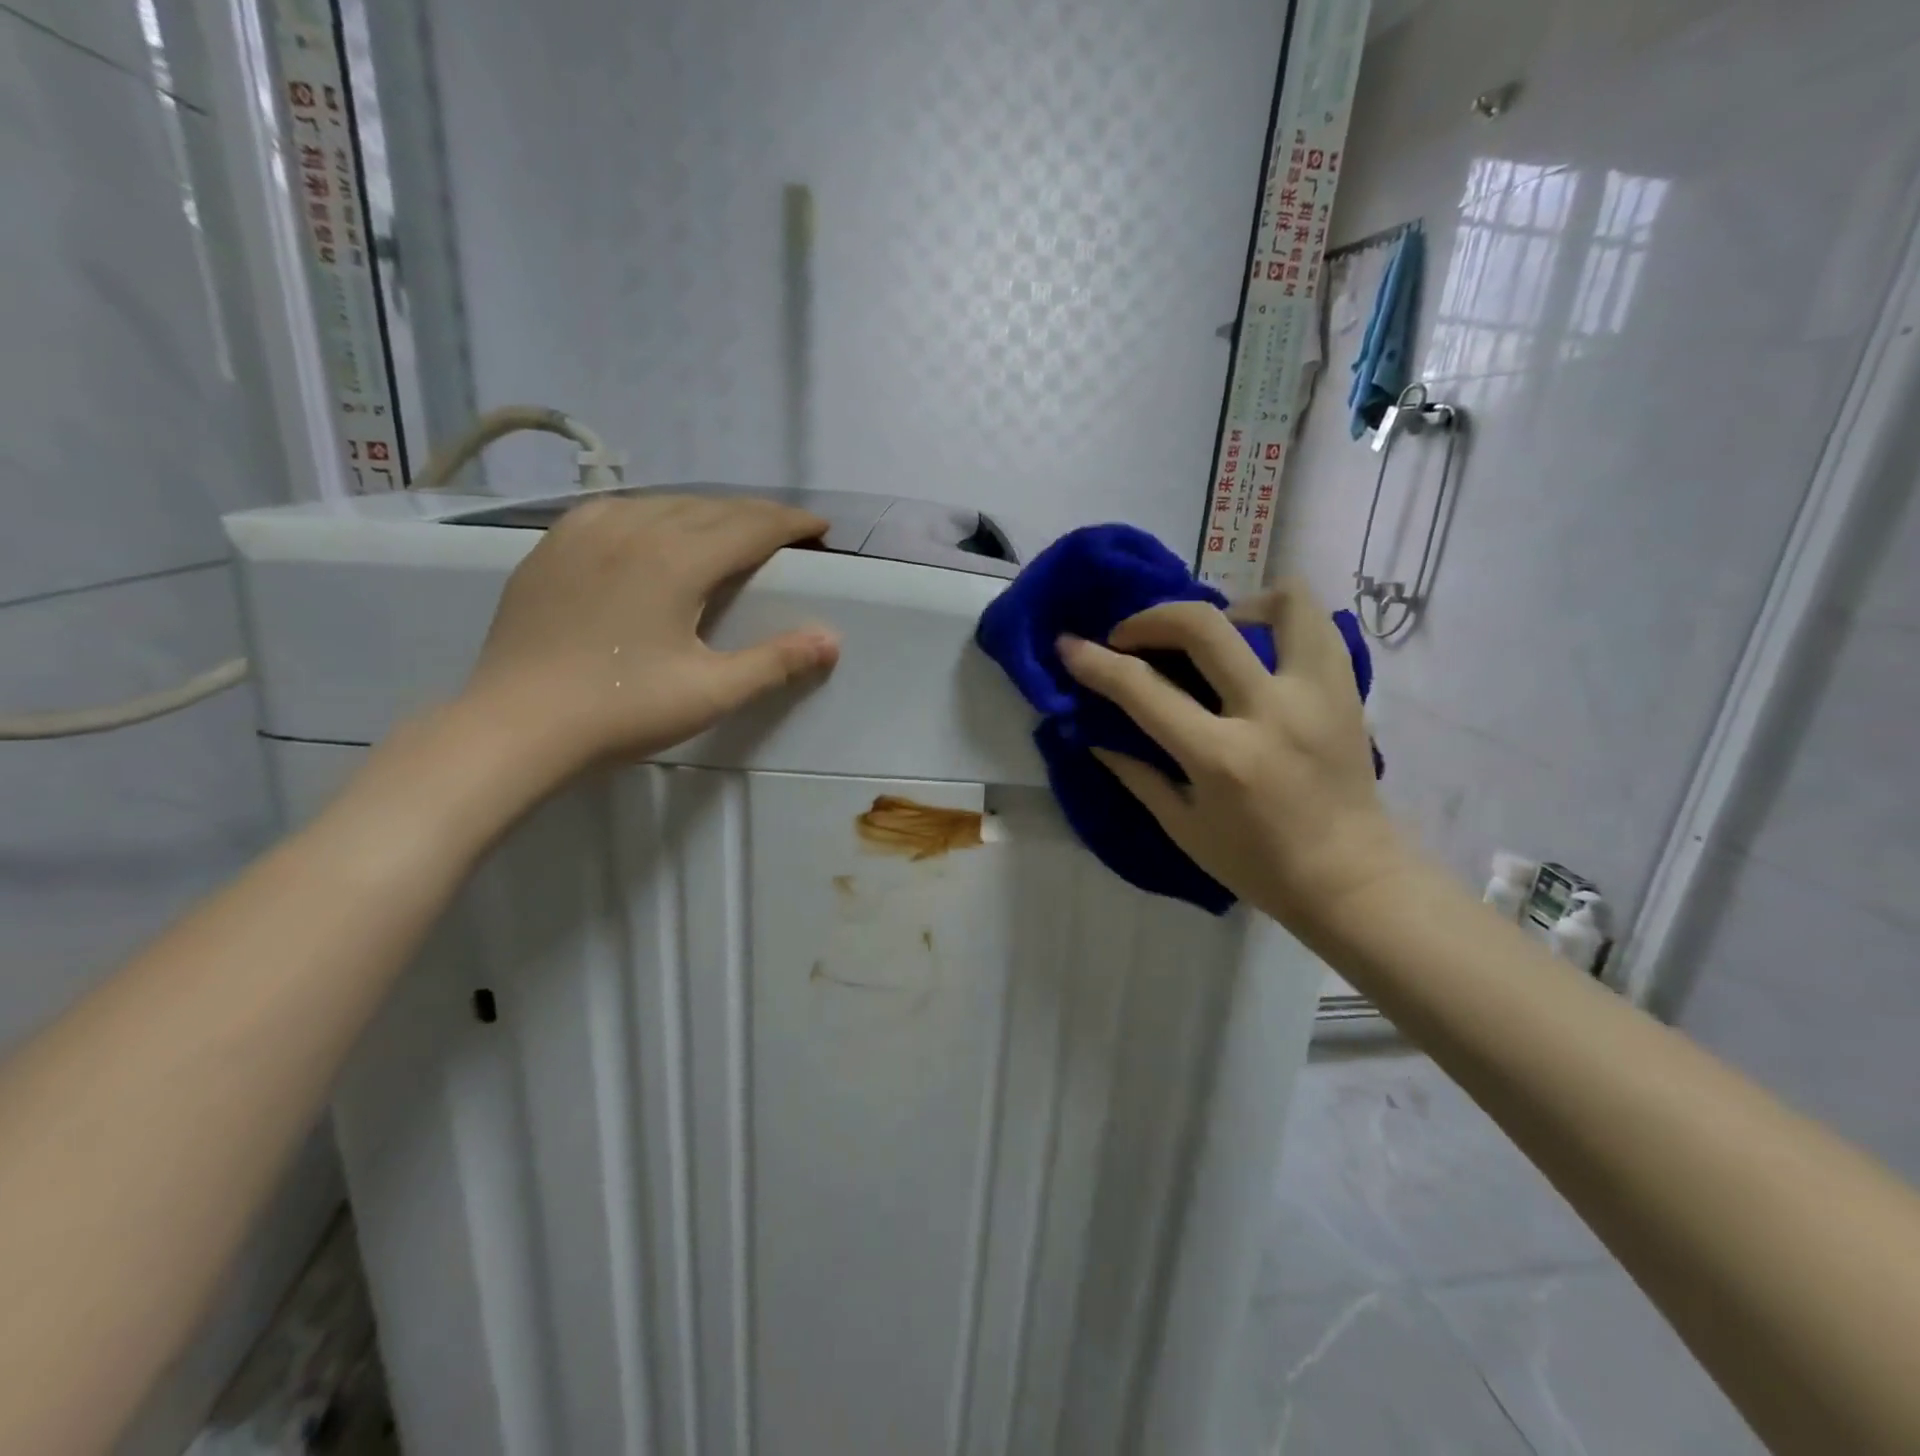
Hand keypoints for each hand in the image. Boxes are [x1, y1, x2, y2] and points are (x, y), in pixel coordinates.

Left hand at [457, 494, 839, 785]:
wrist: (515, 725)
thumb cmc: (621, 710)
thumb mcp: (711, 693)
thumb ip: (775, 662)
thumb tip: (831, 640)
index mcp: (676, 560)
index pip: (750, 526)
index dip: (790, 523)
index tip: (820, 528)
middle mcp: (633, 529)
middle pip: (710, 507)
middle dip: (756, 514)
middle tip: (786, 530)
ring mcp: (585, 532)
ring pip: (663, 503)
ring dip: (707, 511)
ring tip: (730, 529)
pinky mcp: (552, 546)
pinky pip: (618, 510)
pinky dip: (654, 513)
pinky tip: (654, 530)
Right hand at [1057, 581, 1413, 936]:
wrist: (1351, 879)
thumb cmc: (1258, 864)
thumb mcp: (1183, 828)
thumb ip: (1136, 773)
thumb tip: (1094, 731)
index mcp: (1221, 758)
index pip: (1143, 689)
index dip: (1096, 662)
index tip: (1069, 645)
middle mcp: (1269, 713)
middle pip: (1202, 625)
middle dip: (1151, 618)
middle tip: (1132, 636)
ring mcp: (1316, 694)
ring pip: (1281, 602)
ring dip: (1232, 604)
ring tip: (1212, 632)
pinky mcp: (1347, 689)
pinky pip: (1317, 623)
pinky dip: (1280, 618)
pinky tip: (1256, 645)